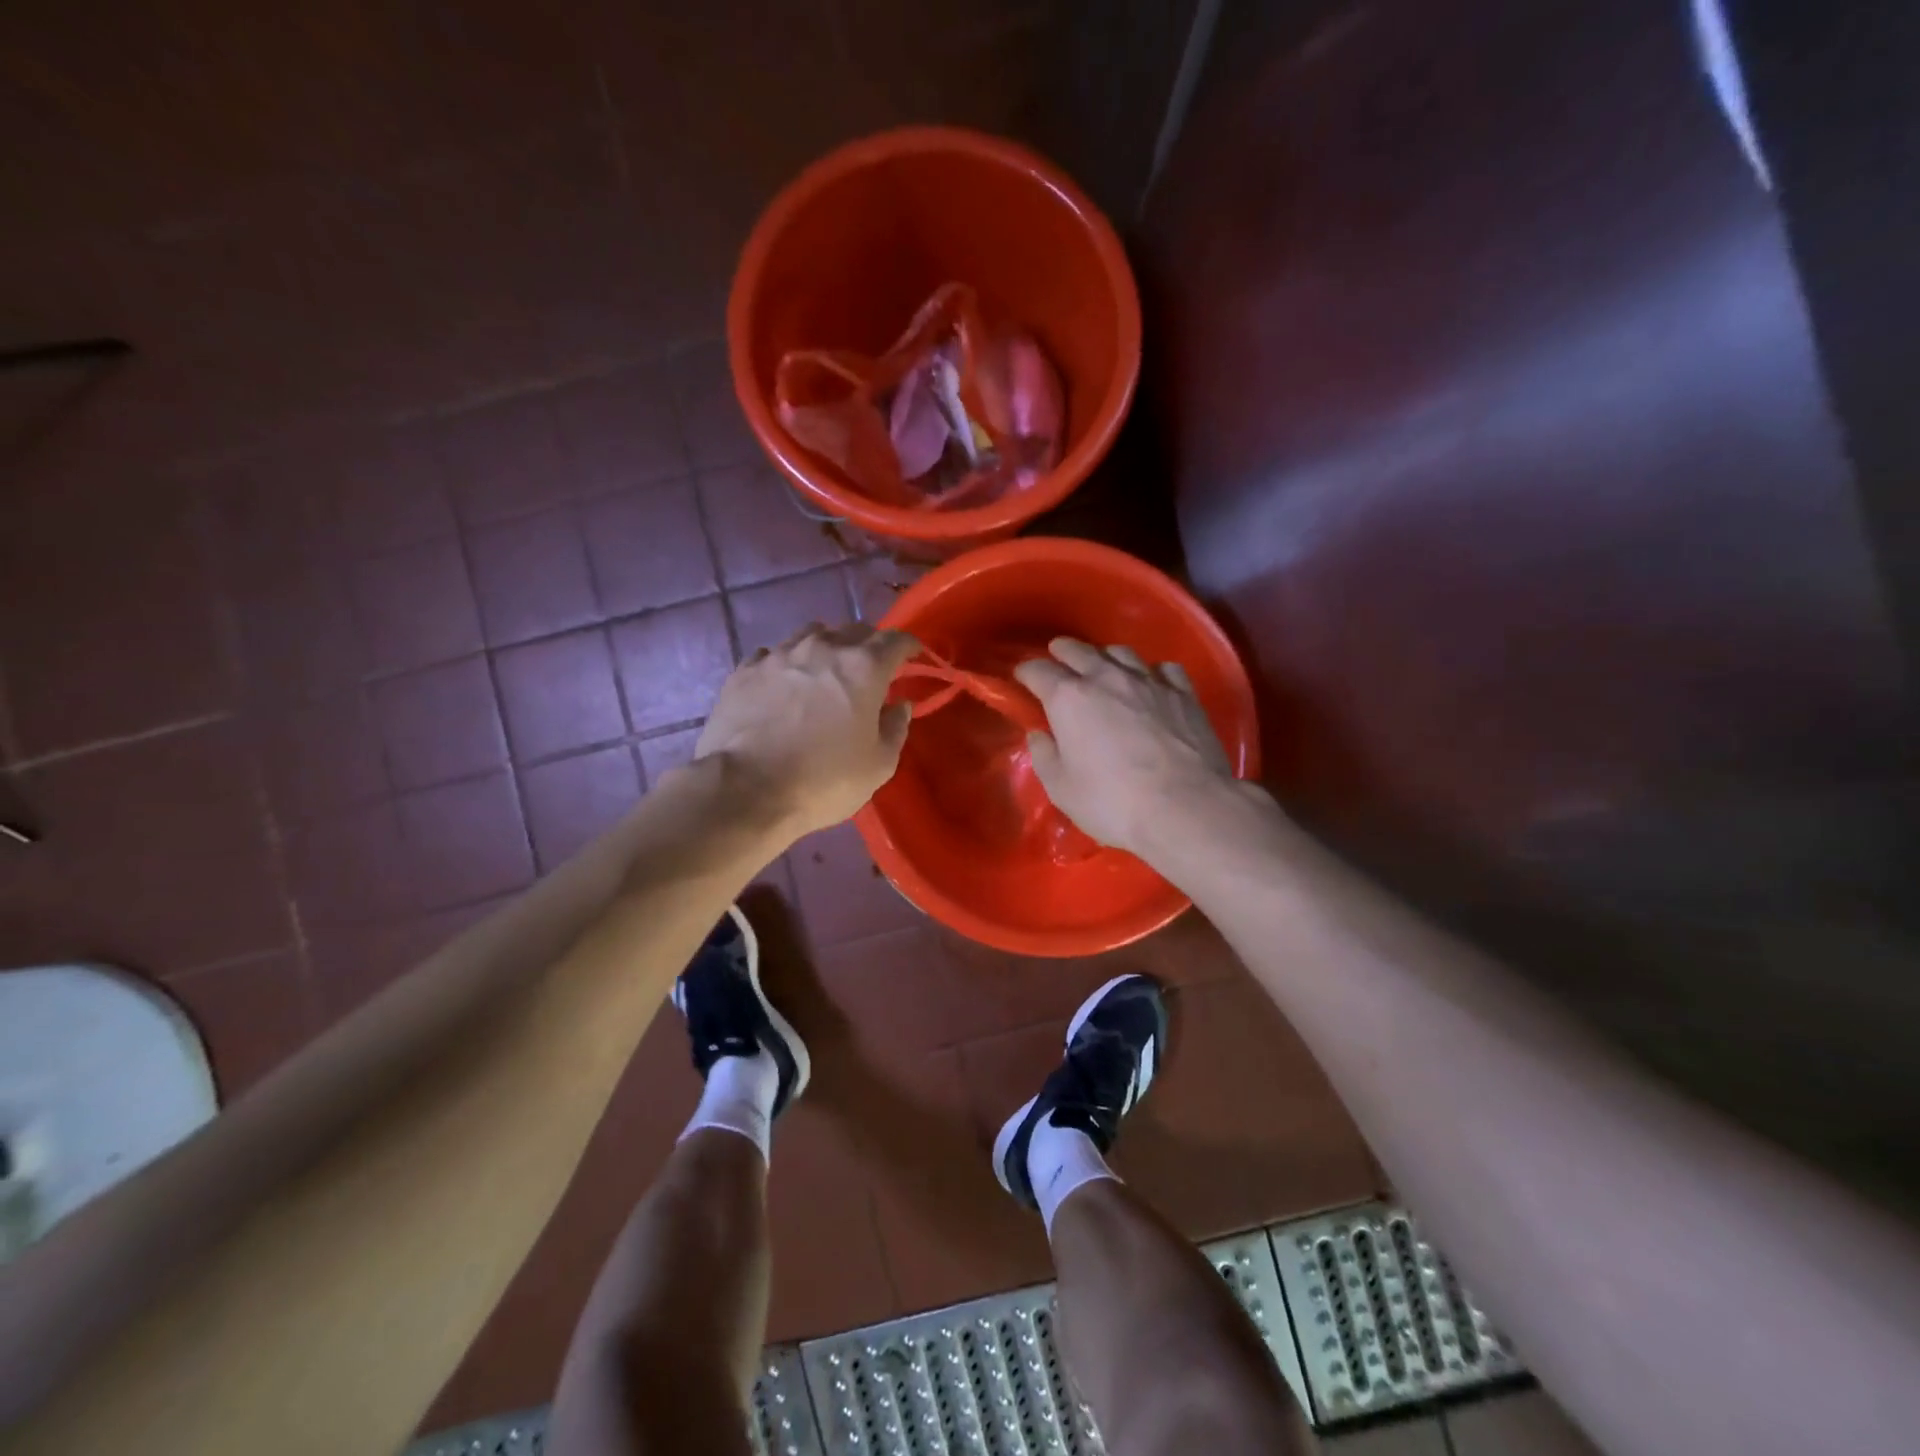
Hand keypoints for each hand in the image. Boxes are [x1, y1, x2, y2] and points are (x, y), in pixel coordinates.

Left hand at [695, 623, 920, 838]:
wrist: (745, 790)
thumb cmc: (823, 781)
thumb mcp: (878, 766)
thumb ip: (895, 728)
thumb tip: (898, 705)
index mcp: (863, 668)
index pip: (896, 640)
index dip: (909, 646)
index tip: (913, 656)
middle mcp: (823, 648)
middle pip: (855, 630)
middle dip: (870, 645)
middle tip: (872, 669)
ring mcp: (780, 655)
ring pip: (812, 634)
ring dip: (827, 647)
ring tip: (825, 671)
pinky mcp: (745, 670)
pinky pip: (775, 654)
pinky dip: (788, 664)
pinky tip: (784, 684)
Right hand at [1013, 637, 1236, 858]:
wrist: (1185, 807)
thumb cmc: (1113, 802)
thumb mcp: (1062, 789)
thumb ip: (1045, 757)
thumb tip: (1040, 735)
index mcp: (1069, 698)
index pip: (1038, 671)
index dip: (1026, 672)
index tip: (1022, 678)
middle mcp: (1107, 677)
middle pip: (1078, 650)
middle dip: (1062, 652)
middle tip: (1057, 659)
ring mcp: (1149, 681)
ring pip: (1121, 652)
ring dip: (1105, 657)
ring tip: (1102, 667)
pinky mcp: (1184, 693)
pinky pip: (1163, 669)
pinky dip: (1150, 672)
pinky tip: (1151, 683)